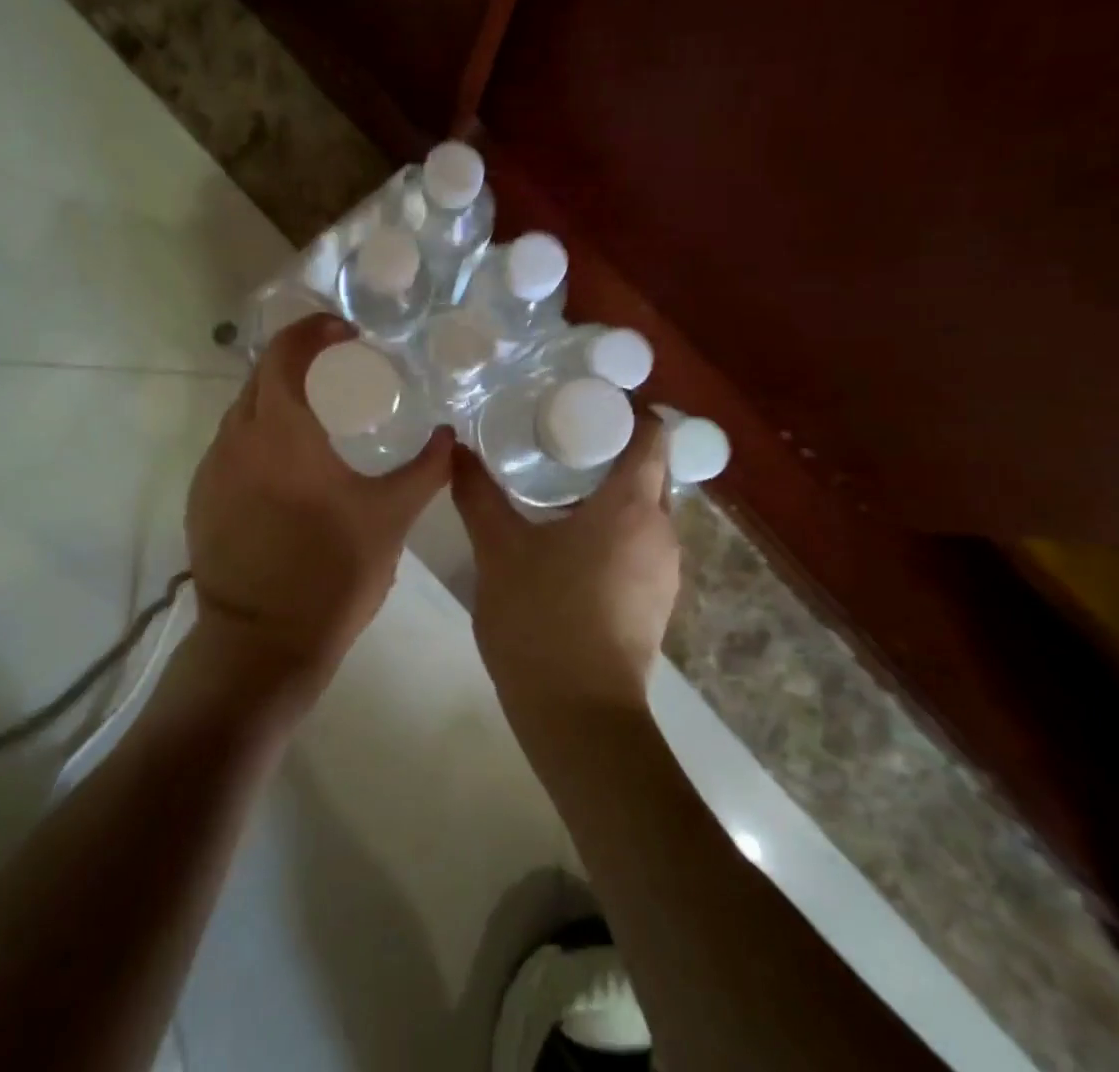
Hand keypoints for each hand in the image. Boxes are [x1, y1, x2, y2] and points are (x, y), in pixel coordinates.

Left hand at [185, 313, 452, 700]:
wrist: (261, 646)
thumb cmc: (331, 574)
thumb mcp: (390, 519)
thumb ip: (425, 470)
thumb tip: (450, 436)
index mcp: (280, 431)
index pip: (285, 353)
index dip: (313, 331)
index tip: (345, 332)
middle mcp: (236, 438)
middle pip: (260, 374)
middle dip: (296, 360)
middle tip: (338, 369)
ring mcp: (211, 469)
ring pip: (242, 410)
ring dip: (276, 397)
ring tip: (316, 414)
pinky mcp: (201, 498)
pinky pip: (230, 445)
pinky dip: (259, 433)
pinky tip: (287, 464)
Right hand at [452, 410, 677, 714]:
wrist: (579, 718)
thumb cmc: (542, 620)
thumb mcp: (499, 550)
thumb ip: (477, 494)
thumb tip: (455, 448)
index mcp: (632, 506)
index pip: (652, 433)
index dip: (626, 409)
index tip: (584, 400)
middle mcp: (661, 531)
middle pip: (650, 468)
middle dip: (611, 447)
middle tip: (560, 436)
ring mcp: (664, 570)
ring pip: (645, 509)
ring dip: (611, 489)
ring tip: (559, 483)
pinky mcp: (656, 601)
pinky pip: (641, 542)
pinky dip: (614, 526)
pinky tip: (570, 538)